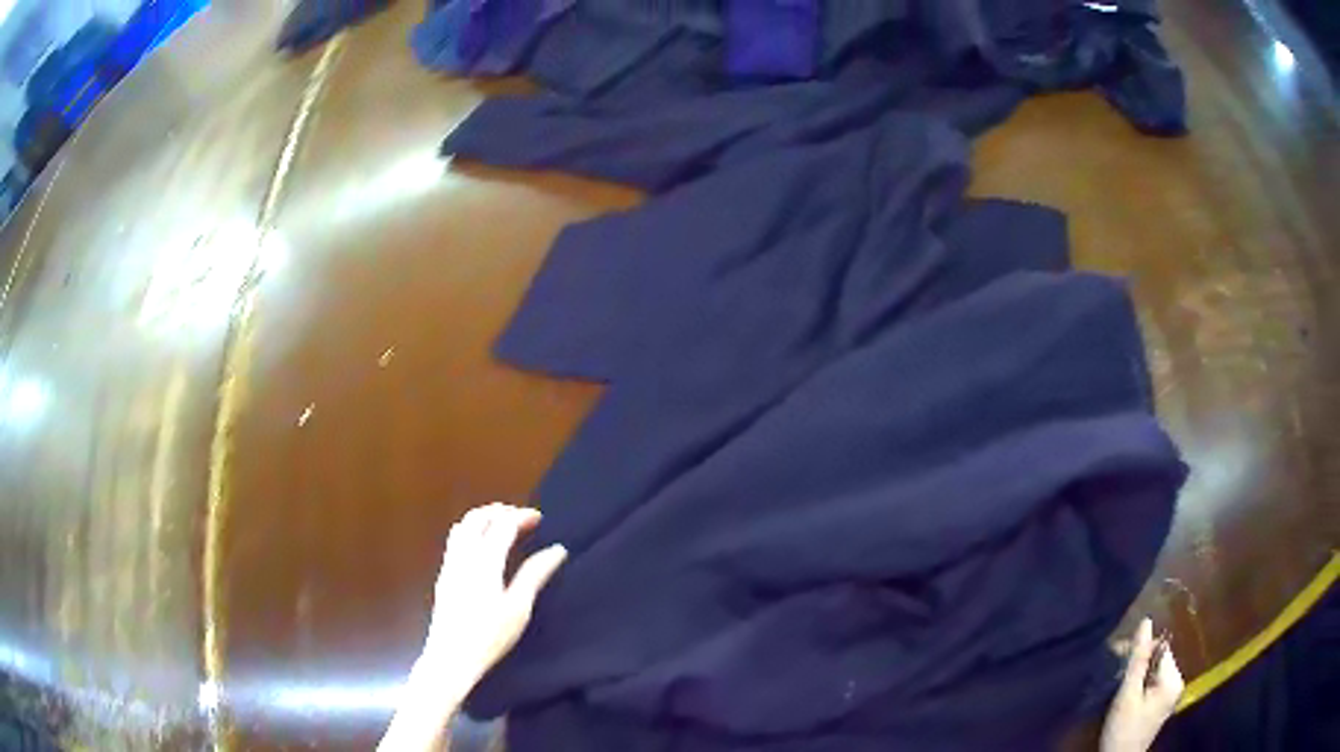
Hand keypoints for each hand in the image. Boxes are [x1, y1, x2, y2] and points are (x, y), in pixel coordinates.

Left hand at [418, 503, 567, 696]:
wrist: (451, 657)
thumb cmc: (490, 636)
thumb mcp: (519, 608)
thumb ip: (535, 575)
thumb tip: (557, 550)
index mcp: (484, 561)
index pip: (502, 524)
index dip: (521, 516)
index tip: (539, 518)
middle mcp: (463, 556)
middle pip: (477, 518)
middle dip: (500, 511)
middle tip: (521, 518)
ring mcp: (449, 565)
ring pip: (462, 526)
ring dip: (483, 518)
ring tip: (503, 527)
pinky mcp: (443, 576)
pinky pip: (455, 540)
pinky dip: (471, 531)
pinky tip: (482, 548)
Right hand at [1100, 618, 1183, 751]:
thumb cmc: (1123, 729)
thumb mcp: (1127, 694)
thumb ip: (1138, 659)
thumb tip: (1146, 621)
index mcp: (1173, 679)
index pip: (1160, 649)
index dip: (1141, 652)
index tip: (1121, 660)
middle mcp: (1178, 682)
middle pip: (1159, 659)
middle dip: (1139, 663)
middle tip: (1117, 674)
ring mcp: (1171, 694)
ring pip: (1155, 671)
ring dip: (1138, 675)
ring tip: (1121, 687)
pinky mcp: (1163, 703)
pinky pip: (1154, 682)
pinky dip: (1141, 685)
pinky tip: (1128, 696)